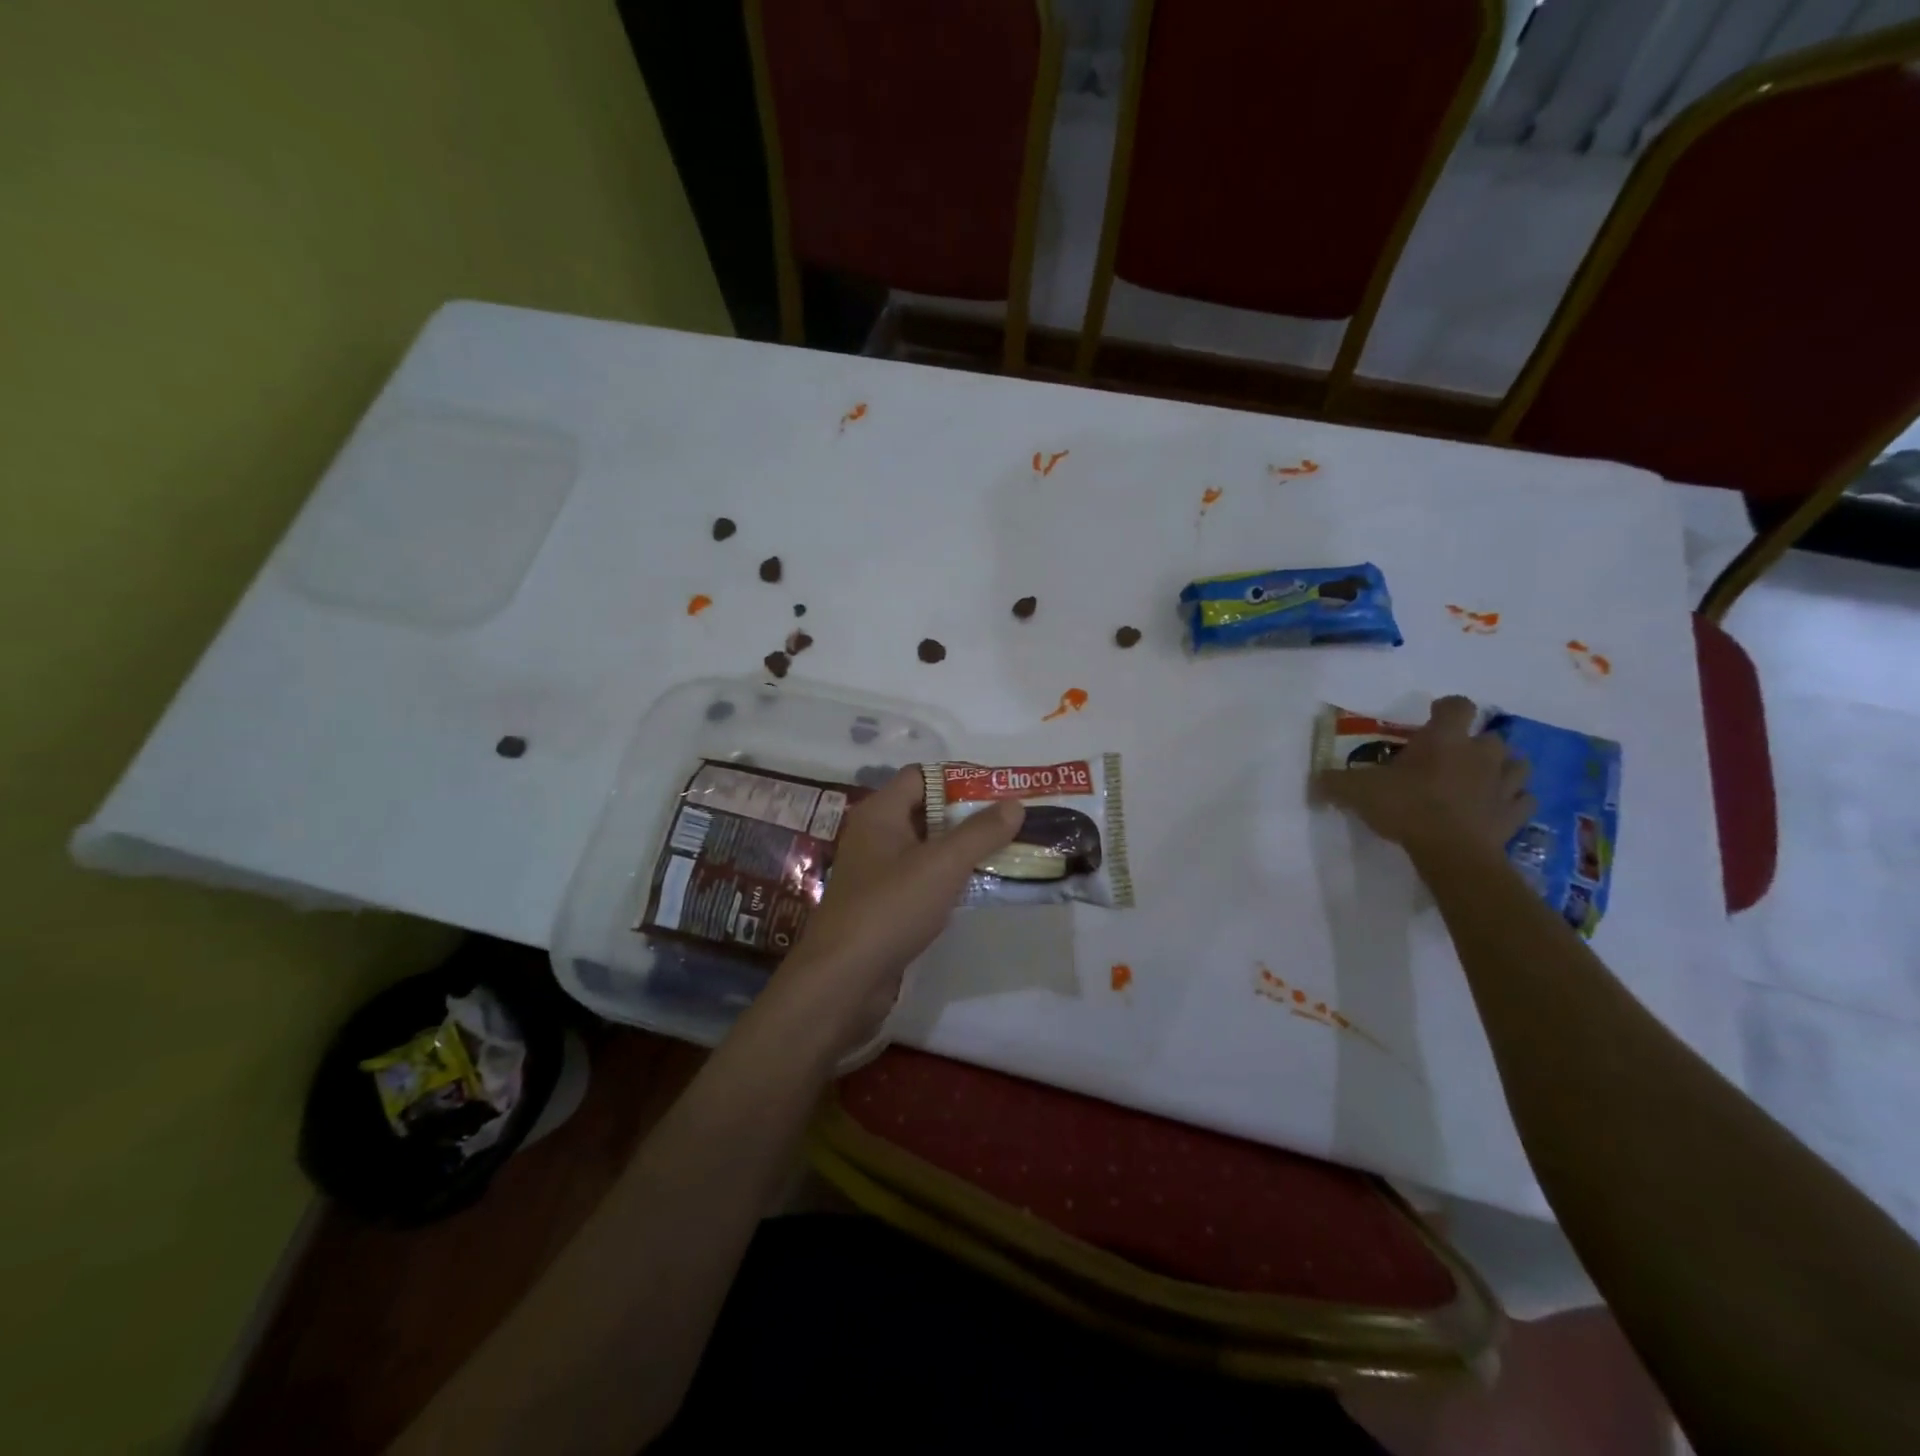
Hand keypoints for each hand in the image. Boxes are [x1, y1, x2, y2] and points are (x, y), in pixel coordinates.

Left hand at [768, 766, 1024, 1053]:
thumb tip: (1015, 803)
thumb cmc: (891, 908)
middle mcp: (874, 835)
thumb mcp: (943, 865)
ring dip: (961, 850)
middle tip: (1011, 823)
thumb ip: (981, 832)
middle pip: (926, 810)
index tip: (999, 793)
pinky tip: (976, 888)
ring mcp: (876, 872)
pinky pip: (921, 879)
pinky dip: (947, 879)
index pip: (922, 777)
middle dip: (968, 816)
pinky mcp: (882, 904)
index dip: (960, 780)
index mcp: (880, 813)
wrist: (844, 979)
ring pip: (926, 848)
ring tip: (1005, 852)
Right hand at [1315, 695, 1534, 854]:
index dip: (1446, 708)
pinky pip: (1522, 800)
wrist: (1452, 852)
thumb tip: (1315, 781)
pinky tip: (1496, 808)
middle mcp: (1481, 754)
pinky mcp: (1515, 814)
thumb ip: (1334, 782)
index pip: (1457, 706)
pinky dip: (1512, 801)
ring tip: (1481, 779)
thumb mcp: (1357, 791)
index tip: (1432, 717)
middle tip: (1451, 758)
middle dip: (1474, 744)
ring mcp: (1503, 784)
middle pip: (1490, 736)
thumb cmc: (1406, 807)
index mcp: (1445, 739)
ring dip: (1501, 768)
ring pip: (1516, 765)